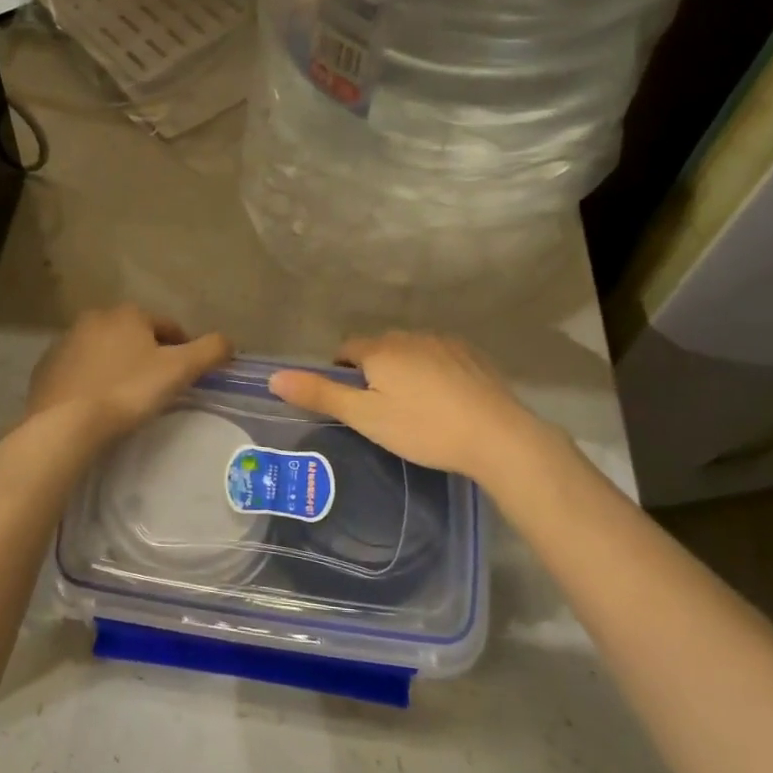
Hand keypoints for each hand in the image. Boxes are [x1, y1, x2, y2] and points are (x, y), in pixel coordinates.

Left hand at [24, 305, 232, 445]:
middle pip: (134, 336)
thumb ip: (210, 351)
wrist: (65, 424)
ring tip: (128, 398)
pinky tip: (98, 404)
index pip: (168, 326)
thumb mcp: (180, 370)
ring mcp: (65, 342)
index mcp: (128, 313)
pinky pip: (80, 370)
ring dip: (118, 366)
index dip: (183, 348)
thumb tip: (229, 341)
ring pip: (105, 351)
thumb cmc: (128, 391)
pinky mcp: (46, 369)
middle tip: (159, 387)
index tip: (188, 374)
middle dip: (148, 355)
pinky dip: (92, 381)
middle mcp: (95, 318)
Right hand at [268, 331, 565, 486]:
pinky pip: (439, 358)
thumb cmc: (423, 428)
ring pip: (410, 352)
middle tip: (379, 411)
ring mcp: (445, 343)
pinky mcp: (472, 356)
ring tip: (413, 410)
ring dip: (404, 371)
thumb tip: (274, 376)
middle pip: (378, 349)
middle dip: (372, 372)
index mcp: (380, 349)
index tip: (349, 403)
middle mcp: (411, 336)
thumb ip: (320, 394)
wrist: (497, 437)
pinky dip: (433, 374)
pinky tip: (444, 403)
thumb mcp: (365, 417)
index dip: (340, 373)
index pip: (346, 349)